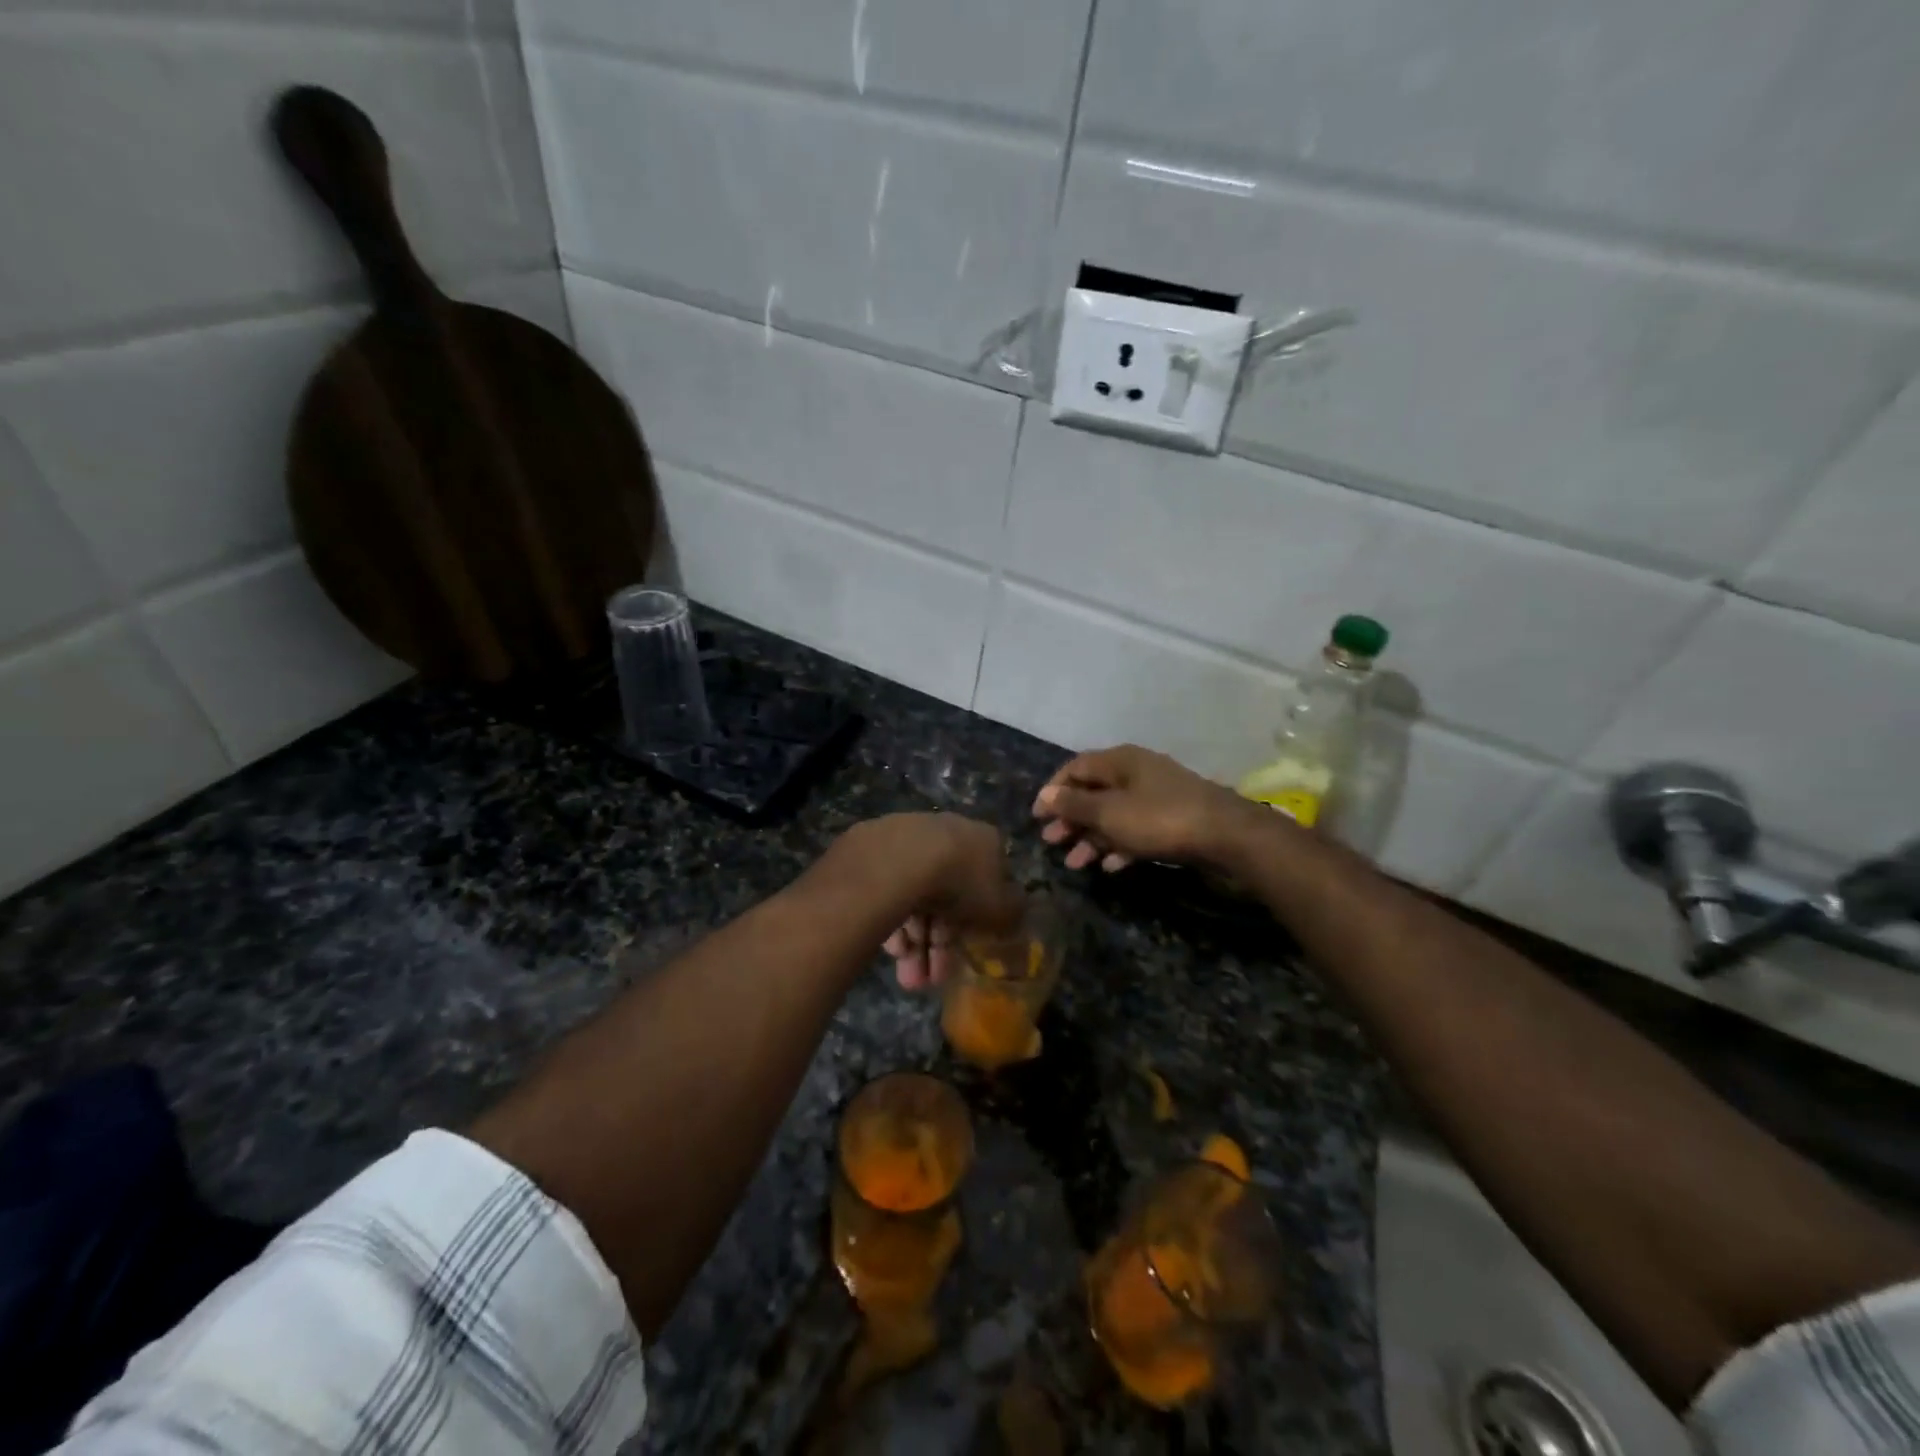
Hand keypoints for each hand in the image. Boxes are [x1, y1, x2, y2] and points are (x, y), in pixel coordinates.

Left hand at [839, 815, 1020, 990]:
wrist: (896, 862)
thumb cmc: (960, 883)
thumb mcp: (1001, 907)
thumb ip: (1013, 912)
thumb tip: (1015, 912)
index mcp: (983, 840)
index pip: (988, 883)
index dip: (980, 922)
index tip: (969, 951)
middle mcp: (946, 832)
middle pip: (948, 896)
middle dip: (940, 944)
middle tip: (931, 980)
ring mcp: (907, 839)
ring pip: (916, 898)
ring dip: (915, 945)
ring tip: (908, 980)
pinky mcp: (872, 851)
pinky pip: (889, 892)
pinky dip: (892, 923)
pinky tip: (891, 952)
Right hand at [1034, 745, 1261, 871]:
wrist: (1226, 836)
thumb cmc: (1159, 818)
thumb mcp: (1110, 813)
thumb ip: (1076, 804)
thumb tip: (1046, 795)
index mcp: (1120, 761)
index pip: (1075, 768)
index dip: (1053, 790)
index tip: (1037, 817)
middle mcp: (1136, 773)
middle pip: (1094, 792)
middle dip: (1071, 819)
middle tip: (1051, 842)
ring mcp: (1156, 796)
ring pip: (1114, 815)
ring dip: (1092, 838)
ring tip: (1075, 864)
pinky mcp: (1172, 820)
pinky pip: (1136, 830)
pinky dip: (1119, 845)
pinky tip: (1109, 867)